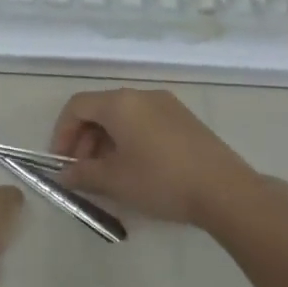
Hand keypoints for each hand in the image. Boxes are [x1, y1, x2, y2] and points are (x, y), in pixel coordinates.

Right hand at [51, 88, 278, 226]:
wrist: (226, 191)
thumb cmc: (160, 180)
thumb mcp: (114, 181)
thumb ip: (82, 174)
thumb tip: (63, 175)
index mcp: (120, 103)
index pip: (77, 107)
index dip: (62, 133)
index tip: (61, 162)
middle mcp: (142, 95)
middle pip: (99, 110)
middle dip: (83, 140)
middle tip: (82, 171)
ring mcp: (167, 105)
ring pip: (123, 117)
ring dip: (106, 142)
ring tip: (107, 174)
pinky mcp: (185, 120)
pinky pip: (145, 122)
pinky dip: (129, 140)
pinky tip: (135, 169)